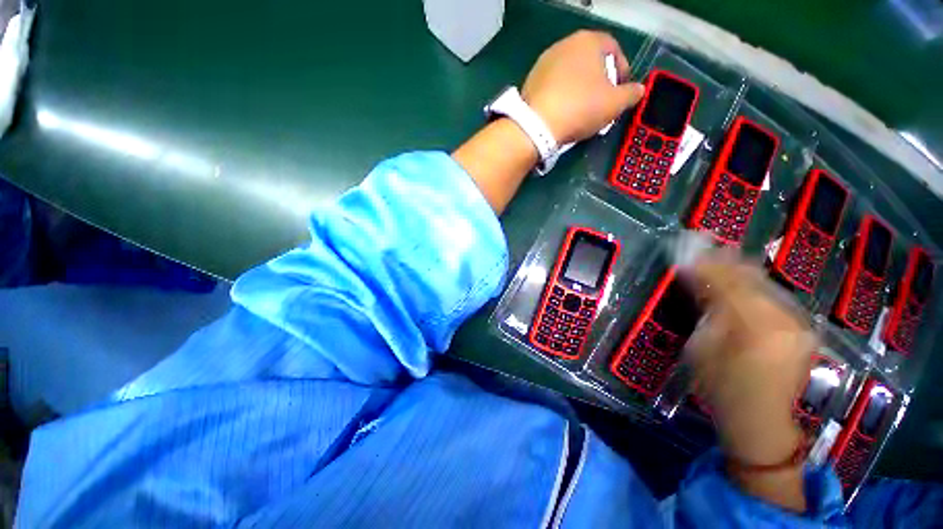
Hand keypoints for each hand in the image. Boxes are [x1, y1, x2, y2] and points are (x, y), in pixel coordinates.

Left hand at [521, 30, 644, 143]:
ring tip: (581, 109)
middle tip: (602, 101)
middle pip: (590, 60)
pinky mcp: (531, 79)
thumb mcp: (615, 104)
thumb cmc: (580, 108)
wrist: (536, 125)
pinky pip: (553, 84)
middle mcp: (565, 44)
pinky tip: (562, 111)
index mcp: (589, 41)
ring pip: (570, 73)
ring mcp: (544, 61)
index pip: (613, 48)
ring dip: (579, 87)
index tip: (622, 89)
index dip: (622, 69)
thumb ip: (631, 93)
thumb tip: (638, 90)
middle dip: (600, 79)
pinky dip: (561, 94)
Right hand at [683, 252, 814, 466]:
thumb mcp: (701, 346)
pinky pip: (775, 294)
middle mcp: (783, 317)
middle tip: (702, 243)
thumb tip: (694, 276)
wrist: (760, 419)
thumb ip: (704, 308)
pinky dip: (755, 282)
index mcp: (752, 325)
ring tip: (719, 254)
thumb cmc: (720, 385)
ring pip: (765, 282)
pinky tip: (742, 277)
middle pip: (749, 276)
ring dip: (739, 267)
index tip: (686, 245)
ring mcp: (798, 322)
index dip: (703, 262)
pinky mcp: (803, 326)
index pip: (725, 281)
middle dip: (723, 258)